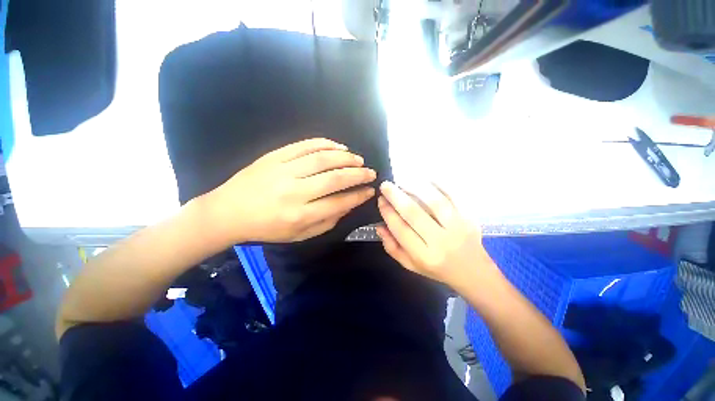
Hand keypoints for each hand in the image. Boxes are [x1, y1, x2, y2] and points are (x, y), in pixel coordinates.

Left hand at [203, 138, 376, 242]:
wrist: (228, 212)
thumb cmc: (267, 228)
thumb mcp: (299, 235)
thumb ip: (327, 222)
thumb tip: (348, 205)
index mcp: (300, 215)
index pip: (339, 202)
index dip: (358, 195)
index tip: (370, 190)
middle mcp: (294, 192)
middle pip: (335, 178)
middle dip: (358, 174)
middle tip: (370, 172)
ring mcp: (283, 171)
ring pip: (322, 159)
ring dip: (346, 157)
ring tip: (358, 159)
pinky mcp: (275, 156)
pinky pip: (304, 145)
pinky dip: (325, 144)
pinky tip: (338, 146)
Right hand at [375, 181, 495, 290]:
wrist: (473, 272)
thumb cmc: (437, 269)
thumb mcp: (410, 264)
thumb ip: (392, 247)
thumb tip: (379, 226)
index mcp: (424, 255)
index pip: (401, 230)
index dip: (388, 213)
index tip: (381, 200)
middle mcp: (441, 241)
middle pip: (414, 214)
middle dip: (396, 197)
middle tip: (385, 185)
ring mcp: (457, 227)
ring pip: (434, 202)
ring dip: (416, 187)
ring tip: (403, 180)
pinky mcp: (469, 217)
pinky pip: (454, 196)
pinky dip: (440, 185)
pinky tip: (426, 179)